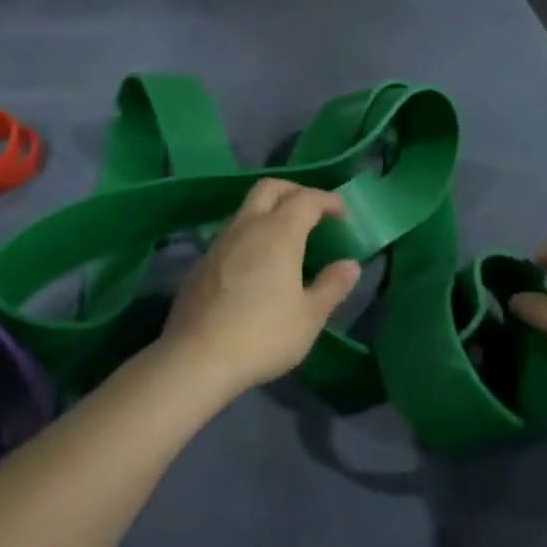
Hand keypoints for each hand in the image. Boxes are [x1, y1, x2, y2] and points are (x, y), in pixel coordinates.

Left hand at [158, 179, 362, 394]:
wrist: (196, 358)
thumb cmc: (263, 335)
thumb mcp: (310, 317)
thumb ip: (332, 286)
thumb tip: (350, 265)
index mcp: (279, 233)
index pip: (307, 199)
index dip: (328, 200)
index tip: (343, 214)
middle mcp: (247, 227)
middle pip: (270, 188)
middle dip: (295, 191)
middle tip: (313, 211)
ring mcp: (219, 243)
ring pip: (246, 210)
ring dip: (269, 213)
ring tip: (286, 240)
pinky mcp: (200, 264)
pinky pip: (230, 236)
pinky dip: (250, 237)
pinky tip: (255, 266)